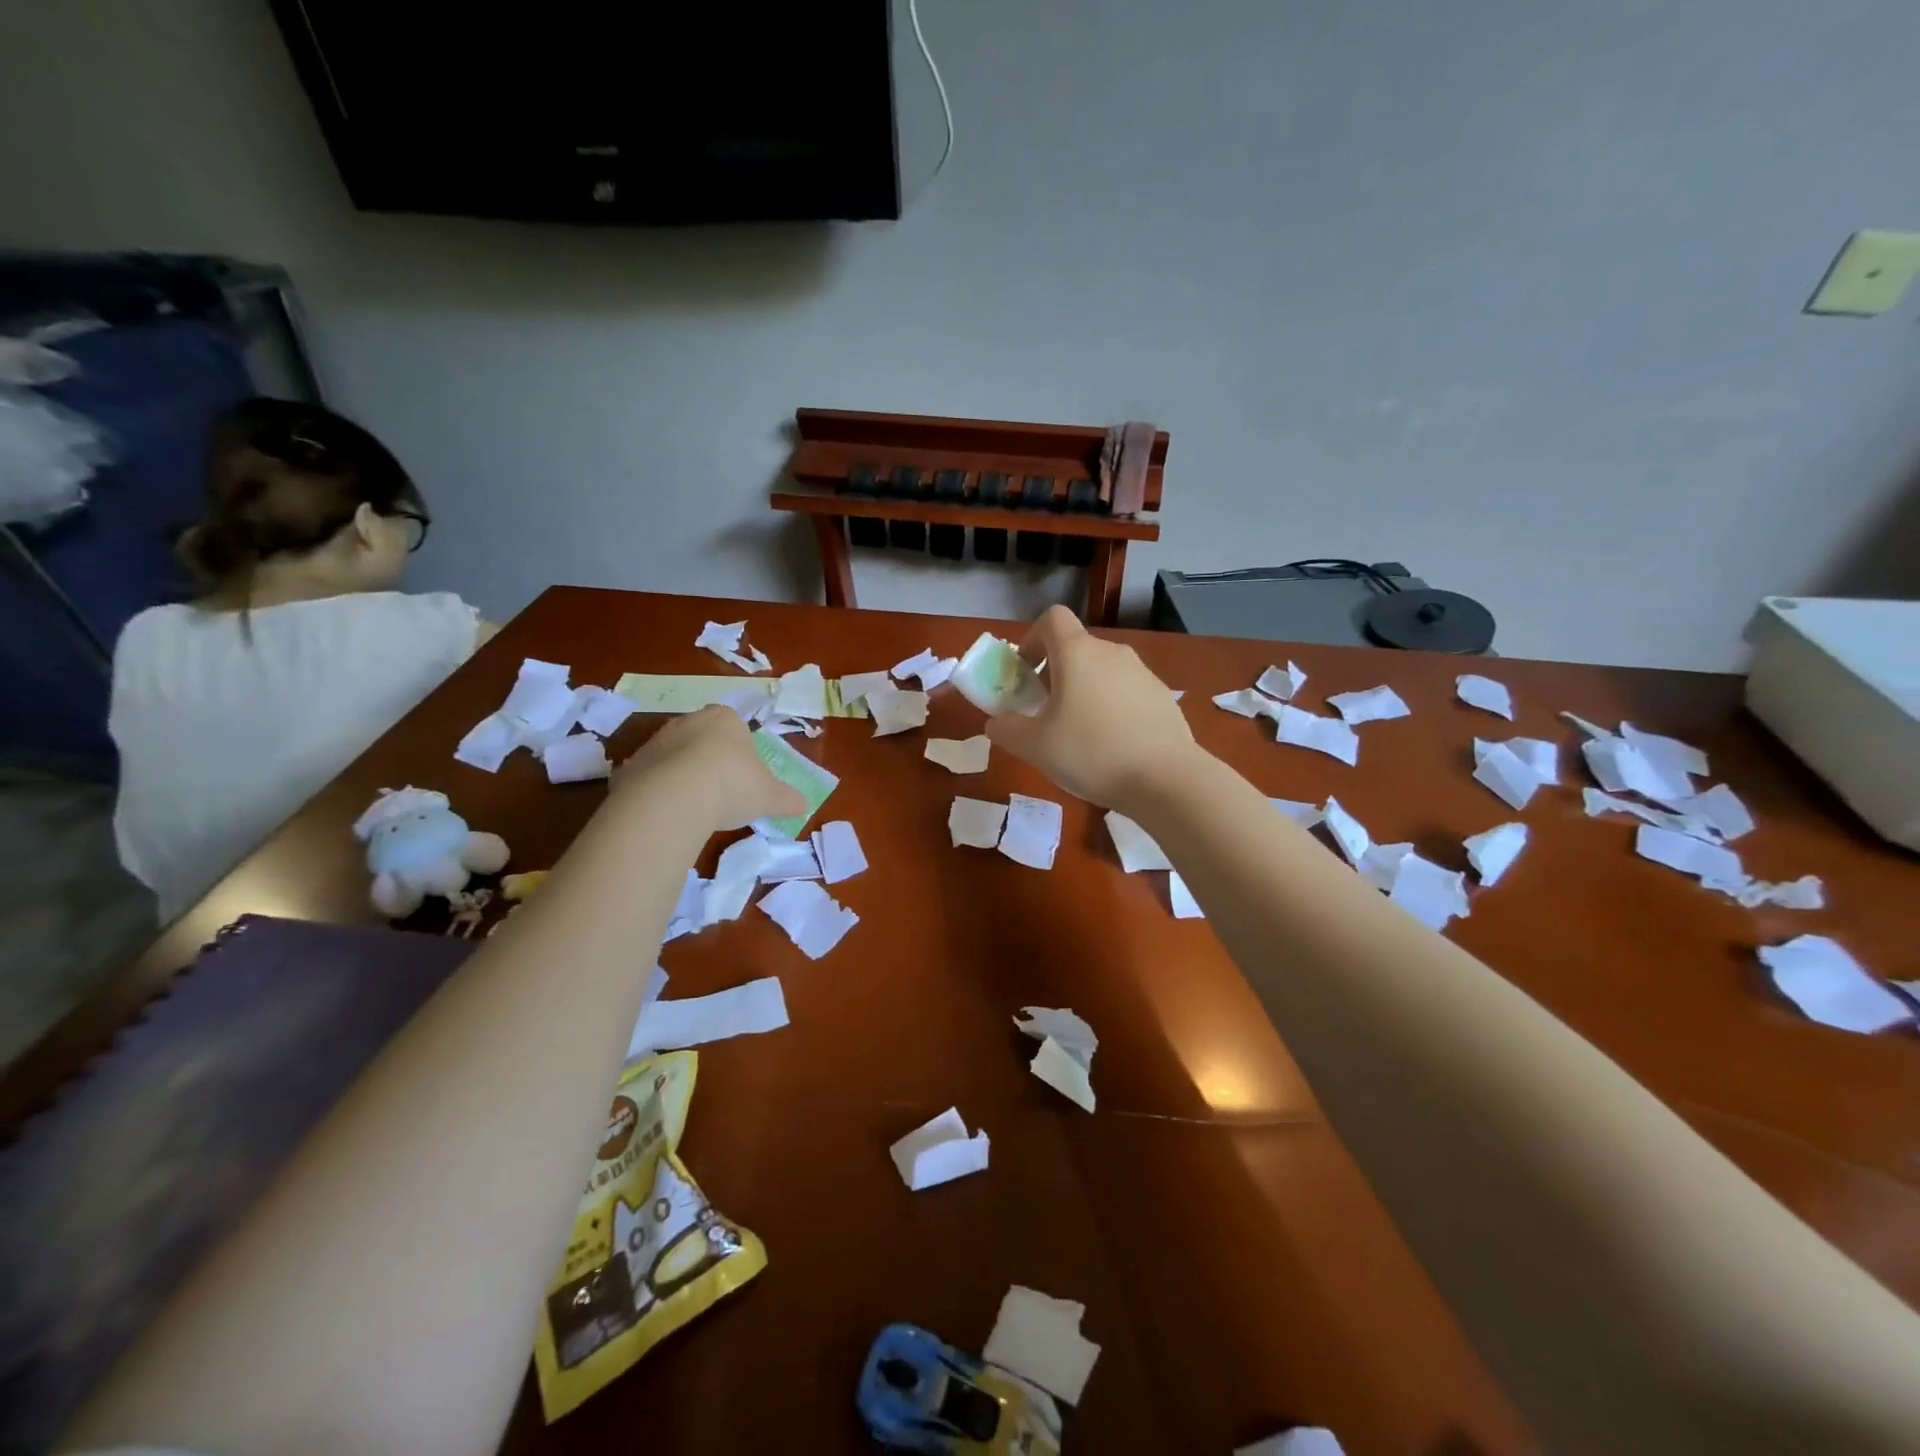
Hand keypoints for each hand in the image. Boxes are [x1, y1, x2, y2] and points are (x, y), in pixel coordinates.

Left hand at [614, 705, 805, 832]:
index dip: (741, 751)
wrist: (674, 797)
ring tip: (695, 807)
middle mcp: (688, 721)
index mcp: (725, 719)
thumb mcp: (770, 796)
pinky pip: (650, 778)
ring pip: (674, 757)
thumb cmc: (733, 785)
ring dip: (683, 776)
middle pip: (702, 738)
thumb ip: (788, 799)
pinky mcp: (630, 766)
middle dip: (710, 761)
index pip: (735, 726)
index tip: (745, 777)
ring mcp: (655, 742)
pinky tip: (669, 814)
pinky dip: (659, 793)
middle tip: (721, 792)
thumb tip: (805, 805)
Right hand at [984, 605, 1199, 810]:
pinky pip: (1126, 691)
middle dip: (1055, 673)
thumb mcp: (1035, 747)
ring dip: (1084, 691)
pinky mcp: (1162, 696)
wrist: (1166, 780)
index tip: (1026, 673)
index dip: (1032, 639)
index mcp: (1077, 653)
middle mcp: (1112, 652)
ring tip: (1080, 734)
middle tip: (1045, 713)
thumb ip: (1006, 729)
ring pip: (1102, 671)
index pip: (1052, 619)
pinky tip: (1112, 745)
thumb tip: (996, 721)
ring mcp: (1142, 673)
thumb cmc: (1091, 753)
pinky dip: (1111, 707)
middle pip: (1076, 648)